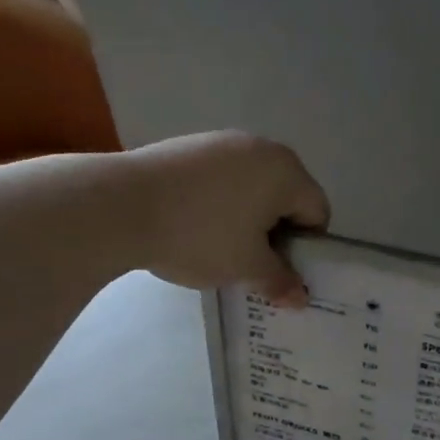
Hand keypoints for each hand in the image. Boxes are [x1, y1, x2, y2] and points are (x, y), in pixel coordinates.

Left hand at [122, 131, 329, 304]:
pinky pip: (221, 180)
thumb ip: (279, 281)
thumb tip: (300, 297)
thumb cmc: (201, 235)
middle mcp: (261, 148)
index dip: (306, 249)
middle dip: (276, 233)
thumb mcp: (246, 268)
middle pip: (286, 197)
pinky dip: (219, 204)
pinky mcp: (189, 146)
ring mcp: (222, 142)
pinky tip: (192, 227)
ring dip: (247, 219)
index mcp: (286, 171)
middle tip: (251, 265)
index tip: (280, 271)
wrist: (122, 205)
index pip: (317, 212)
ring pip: (252, 189)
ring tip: (218, 248)